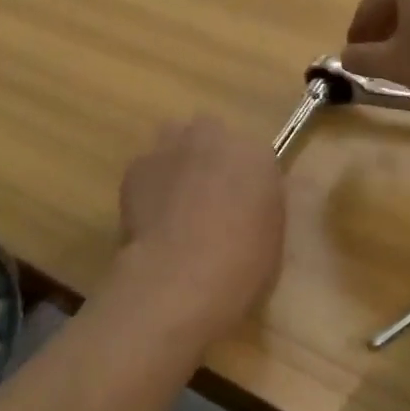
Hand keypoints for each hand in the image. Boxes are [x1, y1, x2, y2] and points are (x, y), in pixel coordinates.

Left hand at [115, 116, 285, 344]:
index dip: (243, 178)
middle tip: (206, 196)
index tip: (239, 202)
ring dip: (177, 162)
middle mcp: (214, 138)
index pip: (252, 155)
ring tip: (174, 201)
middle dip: (208, 157)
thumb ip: (261, 204)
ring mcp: (172, 147)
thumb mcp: (272, 236)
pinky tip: (150, 218)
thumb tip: (247, 202)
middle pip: (210, 135)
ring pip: (174, 142)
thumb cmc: (240, 265)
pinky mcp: (138, 166)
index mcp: (256, 154)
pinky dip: (149, 186)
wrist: (180, 276)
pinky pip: (147, 169)